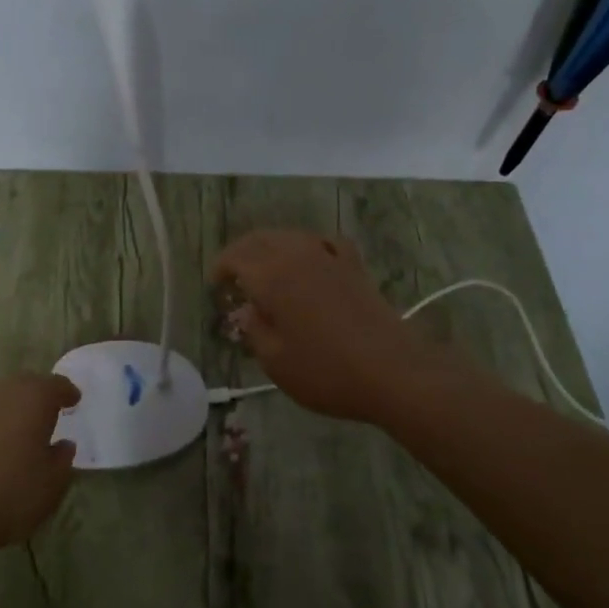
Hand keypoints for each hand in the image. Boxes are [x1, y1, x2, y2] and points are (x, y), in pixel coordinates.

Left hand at [0, 373, 79, 552]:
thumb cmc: (13, 494)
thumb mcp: (53, 483)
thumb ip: (63, 459)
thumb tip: (63, 445)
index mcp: (34, 398)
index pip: (56, 385)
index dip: (67, 393)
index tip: (74, 401)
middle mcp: (3, 393)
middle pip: (26, 384)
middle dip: (39, 394)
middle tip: (49, 412)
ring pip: (0, 398)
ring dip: (13, 408)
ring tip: (22, 429)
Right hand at [213, 230, 474, 425]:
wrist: (392, 371)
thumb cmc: (326, 371)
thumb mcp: (275, 361)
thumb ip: (254, 330)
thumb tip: (247, 310)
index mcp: (271, 276)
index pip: (236, 257)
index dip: (221, 268)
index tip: (216, 287)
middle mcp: (297, 255)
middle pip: (260, 239)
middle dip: (242, 253)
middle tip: (233, 276)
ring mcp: (329, 256)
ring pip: (290, 236)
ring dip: (271, 247)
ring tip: (265, 271)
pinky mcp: (354, 266)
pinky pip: (323, 242)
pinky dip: (307, 247)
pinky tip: (310, 260)